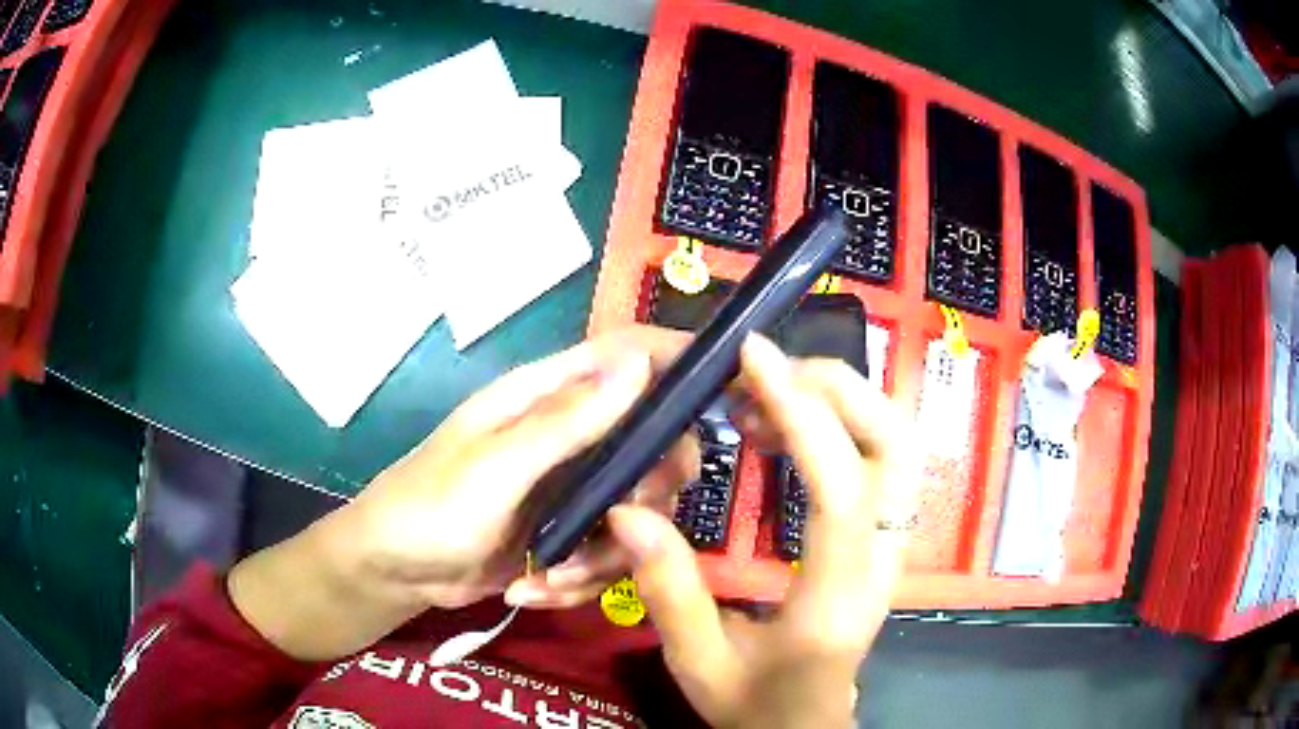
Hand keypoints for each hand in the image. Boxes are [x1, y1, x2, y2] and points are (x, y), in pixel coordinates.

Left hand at [228, 327, 695, 659]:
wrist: (394, 572)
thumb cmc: (429, 506)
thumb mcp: (496, 467)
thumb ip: (567, 421)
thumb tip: (641, 362)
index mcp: (546, 396)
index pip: (625, 353)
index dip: (676, 360)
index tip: (722, 396)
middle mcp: (568, 434)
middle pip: (651, 441)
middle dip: (648, 491)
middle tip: (624, 525)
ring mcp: (570, 487)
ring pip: (637, 508)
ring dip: (604, 554)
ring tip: (551, 576)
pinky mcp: (567, 532)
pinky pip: (608, 550)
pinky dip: (578, 578)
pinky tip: (534, 588)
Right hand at [607, 334, 916, 728]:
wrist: (805, 725)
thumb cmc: (756, 704)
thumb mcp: (698, 663)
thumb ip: (669, 590)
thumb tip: (628, 509)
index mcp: (836, 599)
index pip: (842, 489)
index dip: (803, 414)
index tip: (753, 359)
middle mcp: (881, 561)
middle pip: (895, 446)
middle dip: (836, 389)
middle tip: (761, 370)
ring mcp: (890, 545)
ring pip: (897, 443)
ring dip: (840, 399)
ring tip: (764, 393)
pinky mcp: (881, 537)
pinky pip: (879, 457)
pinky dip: (838, 421)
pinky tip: (779, 427)